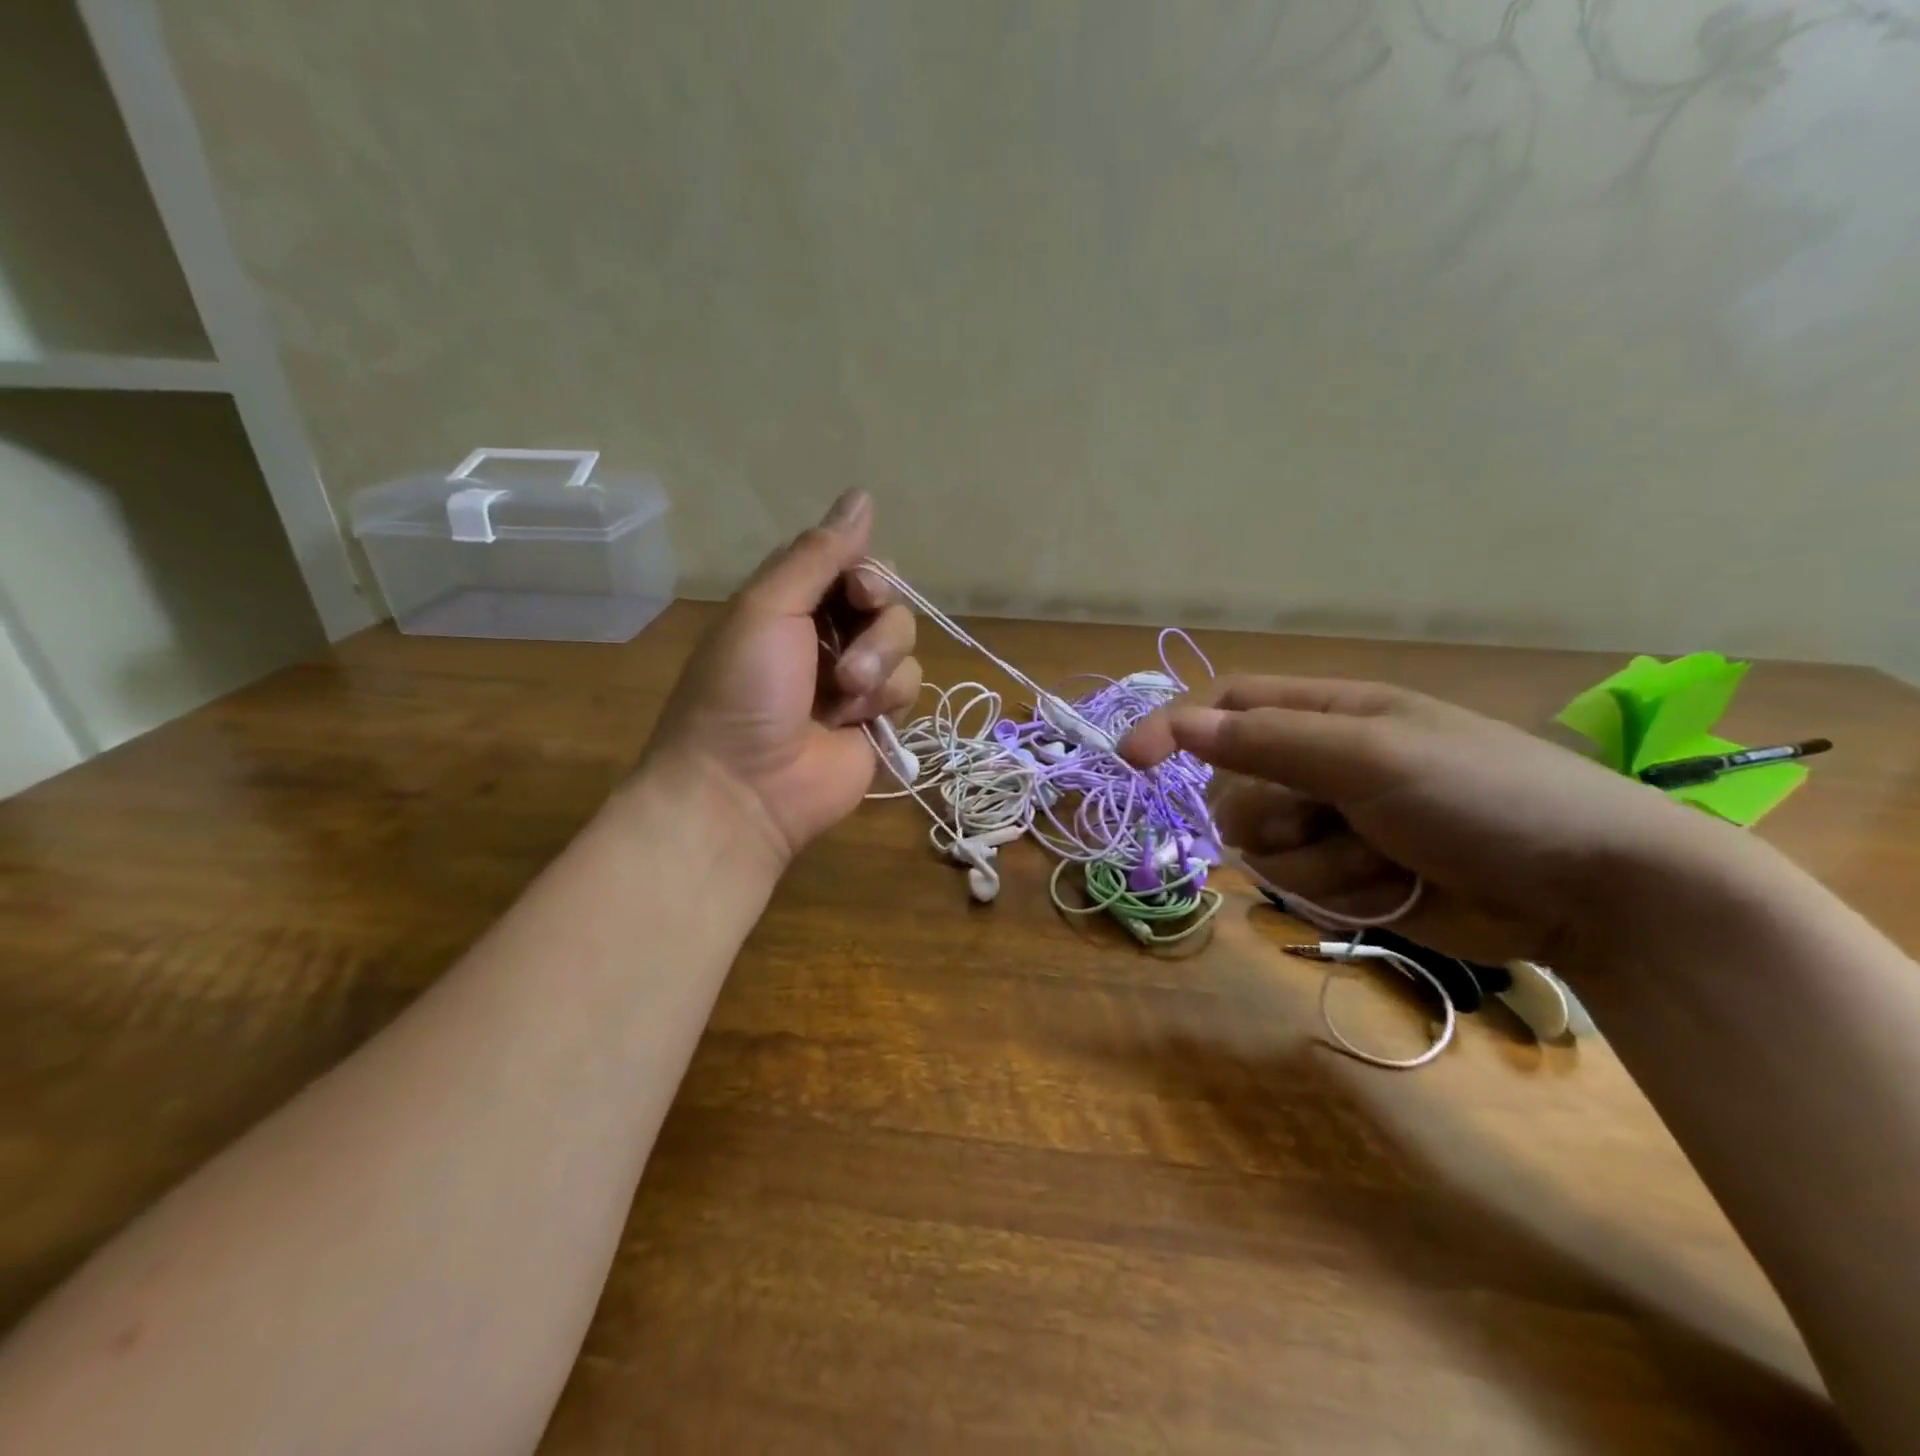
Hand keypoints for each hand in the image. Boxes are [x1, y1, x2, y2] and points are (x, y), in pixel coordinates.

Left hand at [641, 490, 919, 871]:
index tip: (860, 590)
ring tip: (845, 696)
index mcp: (793, 603)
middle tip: (848, 655)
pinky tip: (855, 722)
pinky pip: (911, 685)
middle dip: (877, 625)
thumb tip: (861, 495)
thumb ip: (818, 554)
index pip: (851, 563)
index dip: (867, 572)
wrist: (745, 788)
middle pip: (888, 601)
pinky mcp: (879, 718)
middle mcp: (828, 634)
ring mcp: (856, 679)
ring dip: (880, 665)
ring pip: (905, 642)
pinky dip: (886, 699)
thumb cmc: (743, 691)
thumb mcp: (768, 608)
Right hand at [1121, 676, 1738, 965]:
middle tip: (1330, 817)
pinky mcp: (1350, 876)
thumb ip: (1269, 742)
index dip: (1175, 728)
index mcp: (1328, 713)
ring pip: (1263, 847)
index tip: (1133, 763)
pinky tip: (1398, 888)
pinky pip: (1301, 886)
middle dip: (1273, 814)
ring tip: (1387, 858)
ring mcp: (1334, 823)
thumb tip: (1181, 725)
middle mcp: (1321, 764)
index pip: (1226, 708)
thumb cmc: (1484, 796)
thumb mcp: (1370, 756)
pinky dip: (1342, 892)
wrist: (1590, 890)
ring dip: (1317, 860)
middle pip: (1233, 787)